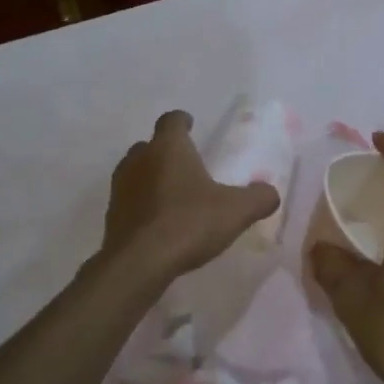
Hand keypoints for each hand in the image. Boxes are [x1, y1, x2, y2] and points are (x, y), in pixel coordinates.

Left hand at [100, 110, 278, 281]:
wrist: (139, 262)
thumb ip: (259, 198)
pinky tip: (158, 223)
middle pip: (150, 146)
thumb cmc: (189, 223)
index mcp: (168, 148)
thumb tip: (270, 193)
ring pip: (136, 172)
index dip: (182, 121)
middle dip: (166, 152)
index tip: (191, 125)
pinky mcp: (112, 215)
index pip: (172, 120)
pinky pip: (130, 201)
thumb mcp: (237, 211)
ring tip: (173, 195)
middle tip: (187, 166)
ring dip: (151, 178)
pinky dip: (143, 205)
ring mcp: (121, 187)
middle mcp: (139, 159)